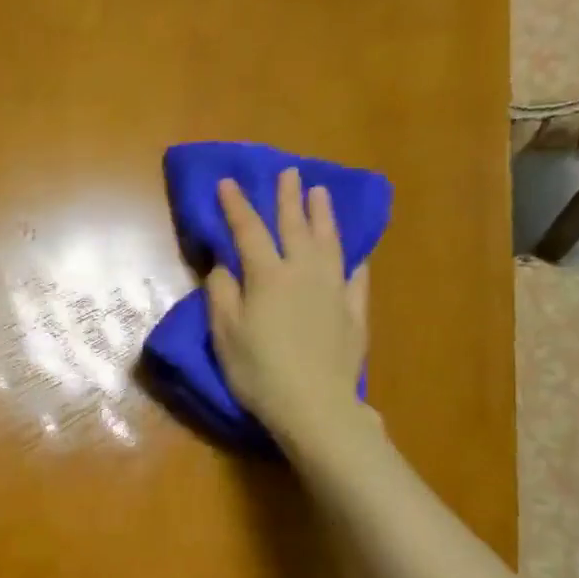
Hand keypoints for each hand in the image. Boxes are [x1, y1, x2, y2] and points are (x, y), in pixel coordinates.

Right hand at [205, 169, 376, 452]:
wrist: (314, 405)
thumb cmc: (258, 371)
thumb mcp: (225, 334)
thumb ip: (222, 293)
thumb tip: (224, 264)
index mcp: (267, 276)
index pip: (248, 231)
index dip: (237, 205)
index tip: (228, 181)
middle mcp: (303, 272)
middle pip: (295, 227)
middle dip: (288, 198)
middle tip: (288, 172)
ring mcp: (333, 290)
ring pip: (330, 242)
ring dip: (323, 216)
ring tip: (321, 193)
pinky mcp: (353, 311)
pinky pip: (356, 276)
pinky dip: (353, 258)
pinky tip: (354, 252)